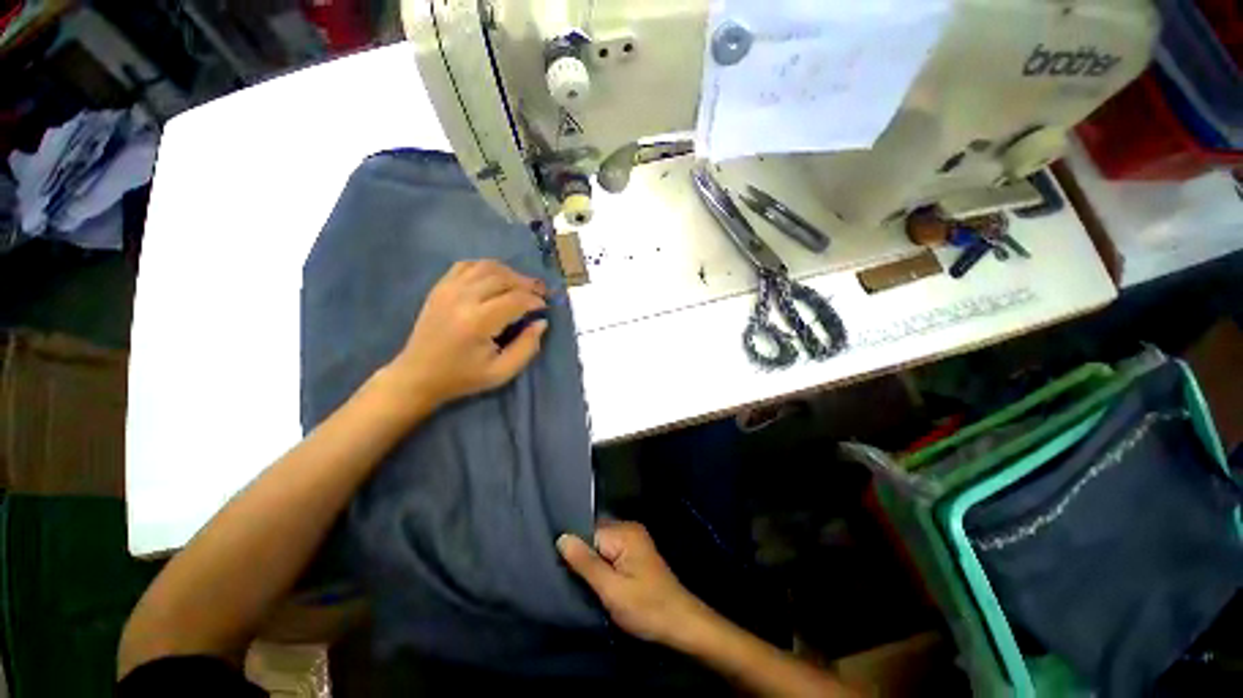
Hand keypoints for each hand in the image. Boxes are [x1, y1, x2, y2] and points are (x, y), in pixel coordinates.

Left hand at [385, 260, 547, 408]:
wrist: (418, 375)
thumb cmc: (463, 377)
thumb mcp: (502, 372)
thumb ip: (527, 347)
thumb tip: (541, 322)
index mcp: (478, 321)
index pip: (516, 299)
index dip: (535, 300)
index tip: (544, 308)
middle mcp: (462, 298)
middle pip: (503, 277)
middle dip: (527, 283)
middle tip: (540, 293)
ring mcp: (448, 288)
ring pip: (487, 266)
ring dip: (510, 273)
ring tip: (522, 286)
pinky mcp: (440, 287)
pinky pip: (468, 265)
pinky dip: (487, 267)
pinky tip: (496, 279)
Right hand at [558, 521, 712, 646]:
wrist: (681, 623)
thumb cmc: (647, 608)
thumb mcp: (612, 590)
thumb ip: (586, 563)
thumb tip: (561, 538)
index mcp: (624, 532)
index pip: (588, 532)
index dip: (576, 552)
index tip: (564, 572)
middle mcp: (629, 529)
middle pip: (594, 537)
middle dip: (584, 558)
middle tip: (573, 582)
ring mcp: (634, 540)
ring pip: (601, 547)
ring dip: (593, 565)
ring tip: (585, 584)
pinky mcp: (636, 553)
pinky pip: (611, 553)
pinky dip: (603, 567)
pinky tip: (600, 583)